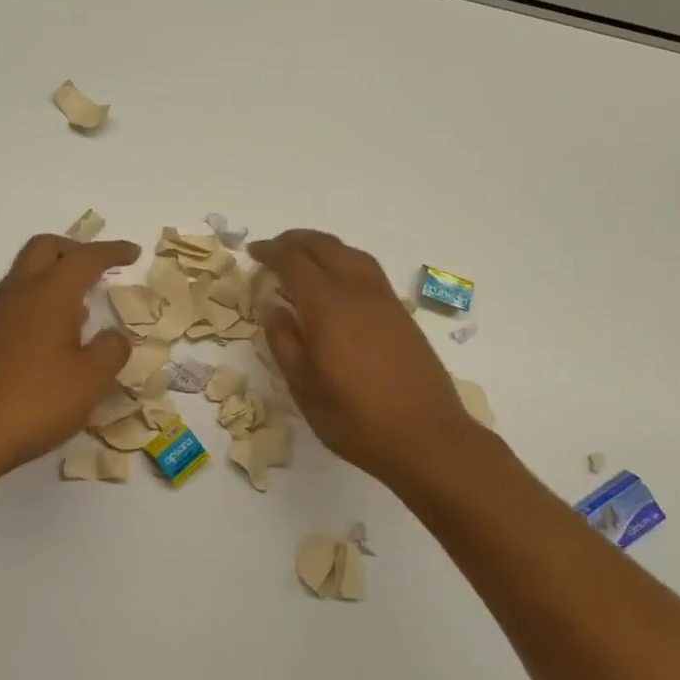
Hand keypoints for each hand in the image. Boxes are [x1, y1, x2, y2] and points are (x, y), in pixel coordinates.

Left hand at [0, 234, 137, 480]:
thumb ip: (111, 350)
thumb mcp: (91, 380)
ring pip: (25, 274)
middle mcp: (18, 294)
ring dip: (54, 275)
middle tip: (99, 266)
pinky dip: (40, 301)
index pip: (85, 258)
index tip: (133, 252)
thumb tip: (115, 336)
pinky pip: (16, 302)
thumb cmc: (36, 402)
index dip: (112, 252)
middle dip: (75, 249)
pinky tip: (54, 336)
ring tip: (82, 303)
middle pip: (45, 248)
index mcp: (49, 294)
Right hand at [250, 229, 485, 489]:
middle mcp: (358, 292)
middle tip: (273, 248)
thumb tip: (271, 306)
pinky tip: (337, 281)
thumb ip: (284, 341)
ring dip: (323, 246)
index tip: (253, 252)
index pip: (294, 262)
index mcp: (328, 307)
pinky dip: (344, 260)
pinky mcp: (401, 314)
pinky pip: (367, 270)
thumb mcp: (304, 387)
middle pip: (325, 247)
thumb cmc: (355, 419)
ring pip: (351, 253)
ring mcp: (385, 301)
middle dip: (295, 241)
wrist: (426, 437)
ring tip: (303, 256)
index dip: (271, 252)